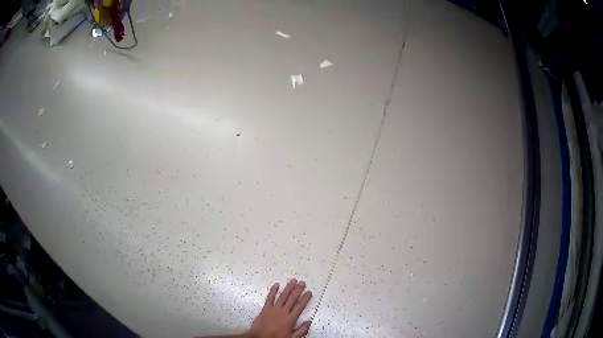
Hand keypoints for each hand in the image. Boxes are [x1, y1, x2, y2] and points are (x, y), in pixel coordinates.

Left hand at [247, 279, 312, 337]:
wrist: (260, 337)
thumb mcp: (292, 337)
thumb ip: (301, 330)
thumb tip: (308, 322)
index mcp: (290, 319)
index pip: (300, 306)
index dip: (305, 298)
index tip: (309, 292)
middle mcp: (283, 312)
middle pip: (292, 299)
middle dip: (298, 290)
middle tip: (302, 282)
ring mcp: (274, 309)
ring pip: (283, 296)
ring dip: (288, 288)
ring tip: (293, 281)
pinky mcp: (266, 308)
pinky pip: (270, 298)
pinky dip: (273, 291)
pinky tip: (276, 285)